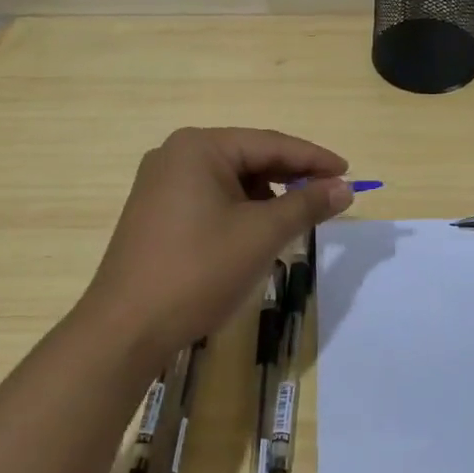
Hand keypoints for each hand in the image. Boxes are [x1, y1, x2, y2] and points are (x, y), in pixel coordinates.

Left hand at [78, 127, 351, 367]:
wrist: (125, 329)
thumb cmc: (198, 271)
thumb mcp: (261, 235)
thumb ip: (306, 204)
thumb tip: (344, 187)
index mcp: (199, 147)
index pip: (270, 144)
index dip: (313, 159)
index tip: (348, 173)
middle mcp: (176, 155)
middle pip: (248, 158)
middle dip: (289, 178)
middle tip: (328, 197)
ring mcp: (160, 184)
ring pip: (230, 181)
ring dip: (266, 197)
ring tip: (295, 220)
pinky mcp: (155, 213)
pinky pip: (209, 199)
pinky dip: (239, 212)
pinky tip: (256, 234)